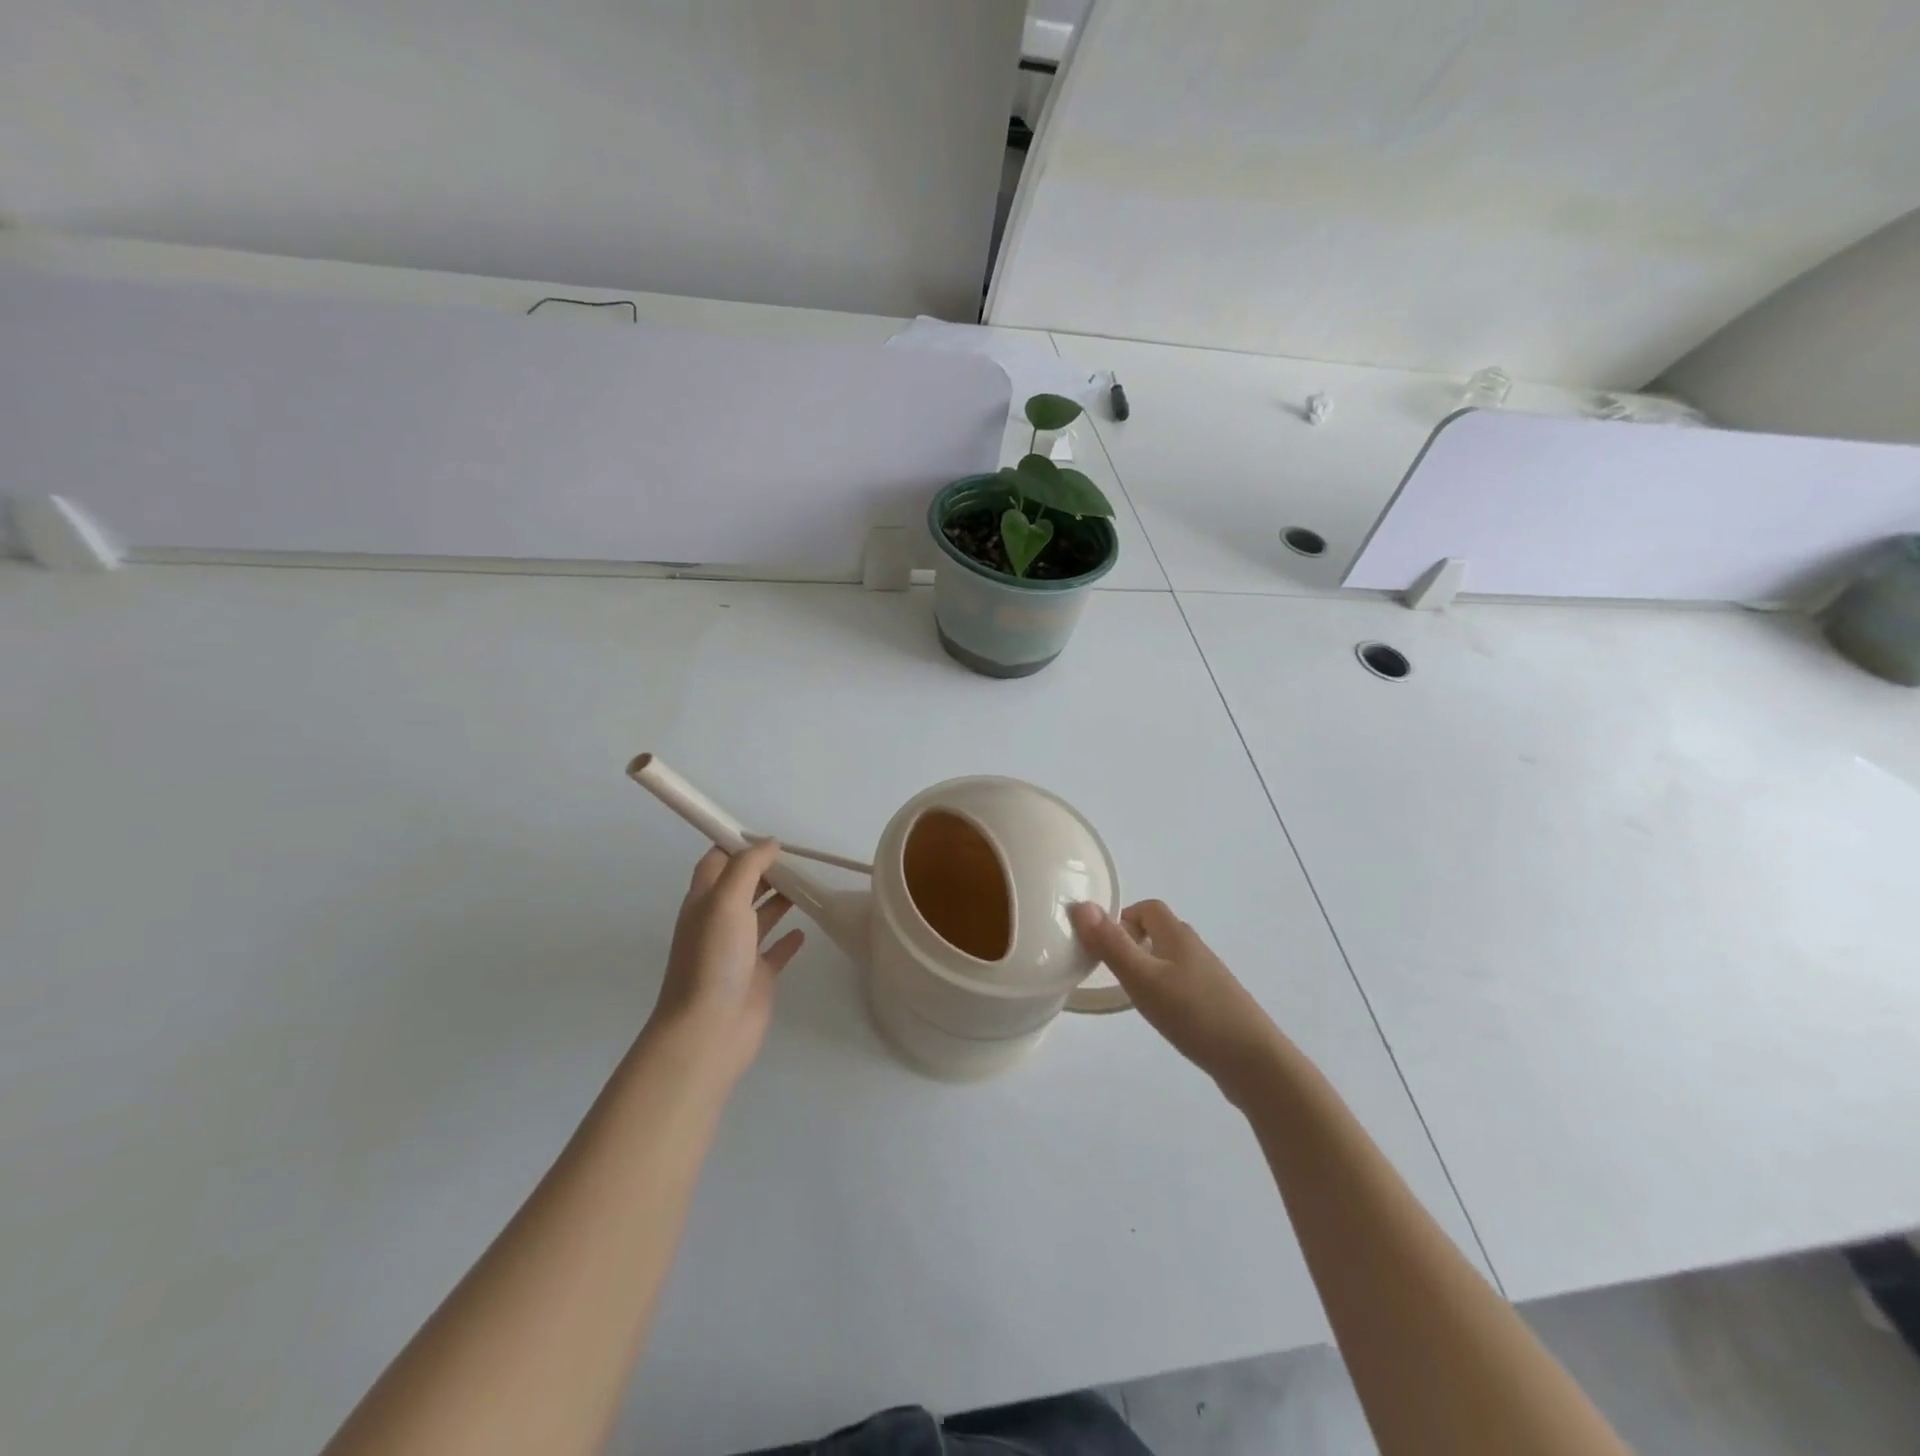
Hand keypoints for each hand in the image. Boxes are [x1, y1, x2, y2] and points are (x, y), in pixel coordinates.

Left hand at [646, 840, 805, 1085]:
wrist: (709, 1030)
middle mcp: (718, 923)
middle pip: (741, 887)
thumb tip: (769, 843)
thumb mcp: (726, 901)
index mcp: (704, 902)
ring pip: (760, 916)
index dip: (738, 846)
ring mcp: (738, 951)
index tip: (769, 838)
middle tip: (797, 859)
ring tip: (808, 884)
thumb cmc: (713, 959)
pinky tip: (805, 930)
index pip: (717, 863)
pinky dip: (789, 938)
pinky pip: (775, 950)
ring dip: (779, 899)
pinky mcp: (757, 977)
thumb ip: (747, 867)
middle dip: (765, 870)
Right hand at [1070, 900, 1282, 1093]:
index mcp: (1177, 935)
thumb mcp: (1143, 977)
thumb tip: (1081, 905)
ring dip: (1148, 967)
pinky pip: (1183, 983)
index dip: (1123, 918)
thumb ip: (1111, 944)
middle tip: (1113, 971)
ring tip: (1133, 995)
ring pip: (1171, 959)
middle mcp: (1195, 949)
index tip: (1104, 945)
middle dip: (1133, 942)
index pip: (1148, 908)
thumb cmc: (1193, 1013)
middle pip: (1159, 931)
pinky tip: (1163, 1016)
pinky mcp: (1216, 1003)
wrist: (1253, 1061)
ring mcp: (1209, 977)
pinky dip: (1166, 990)